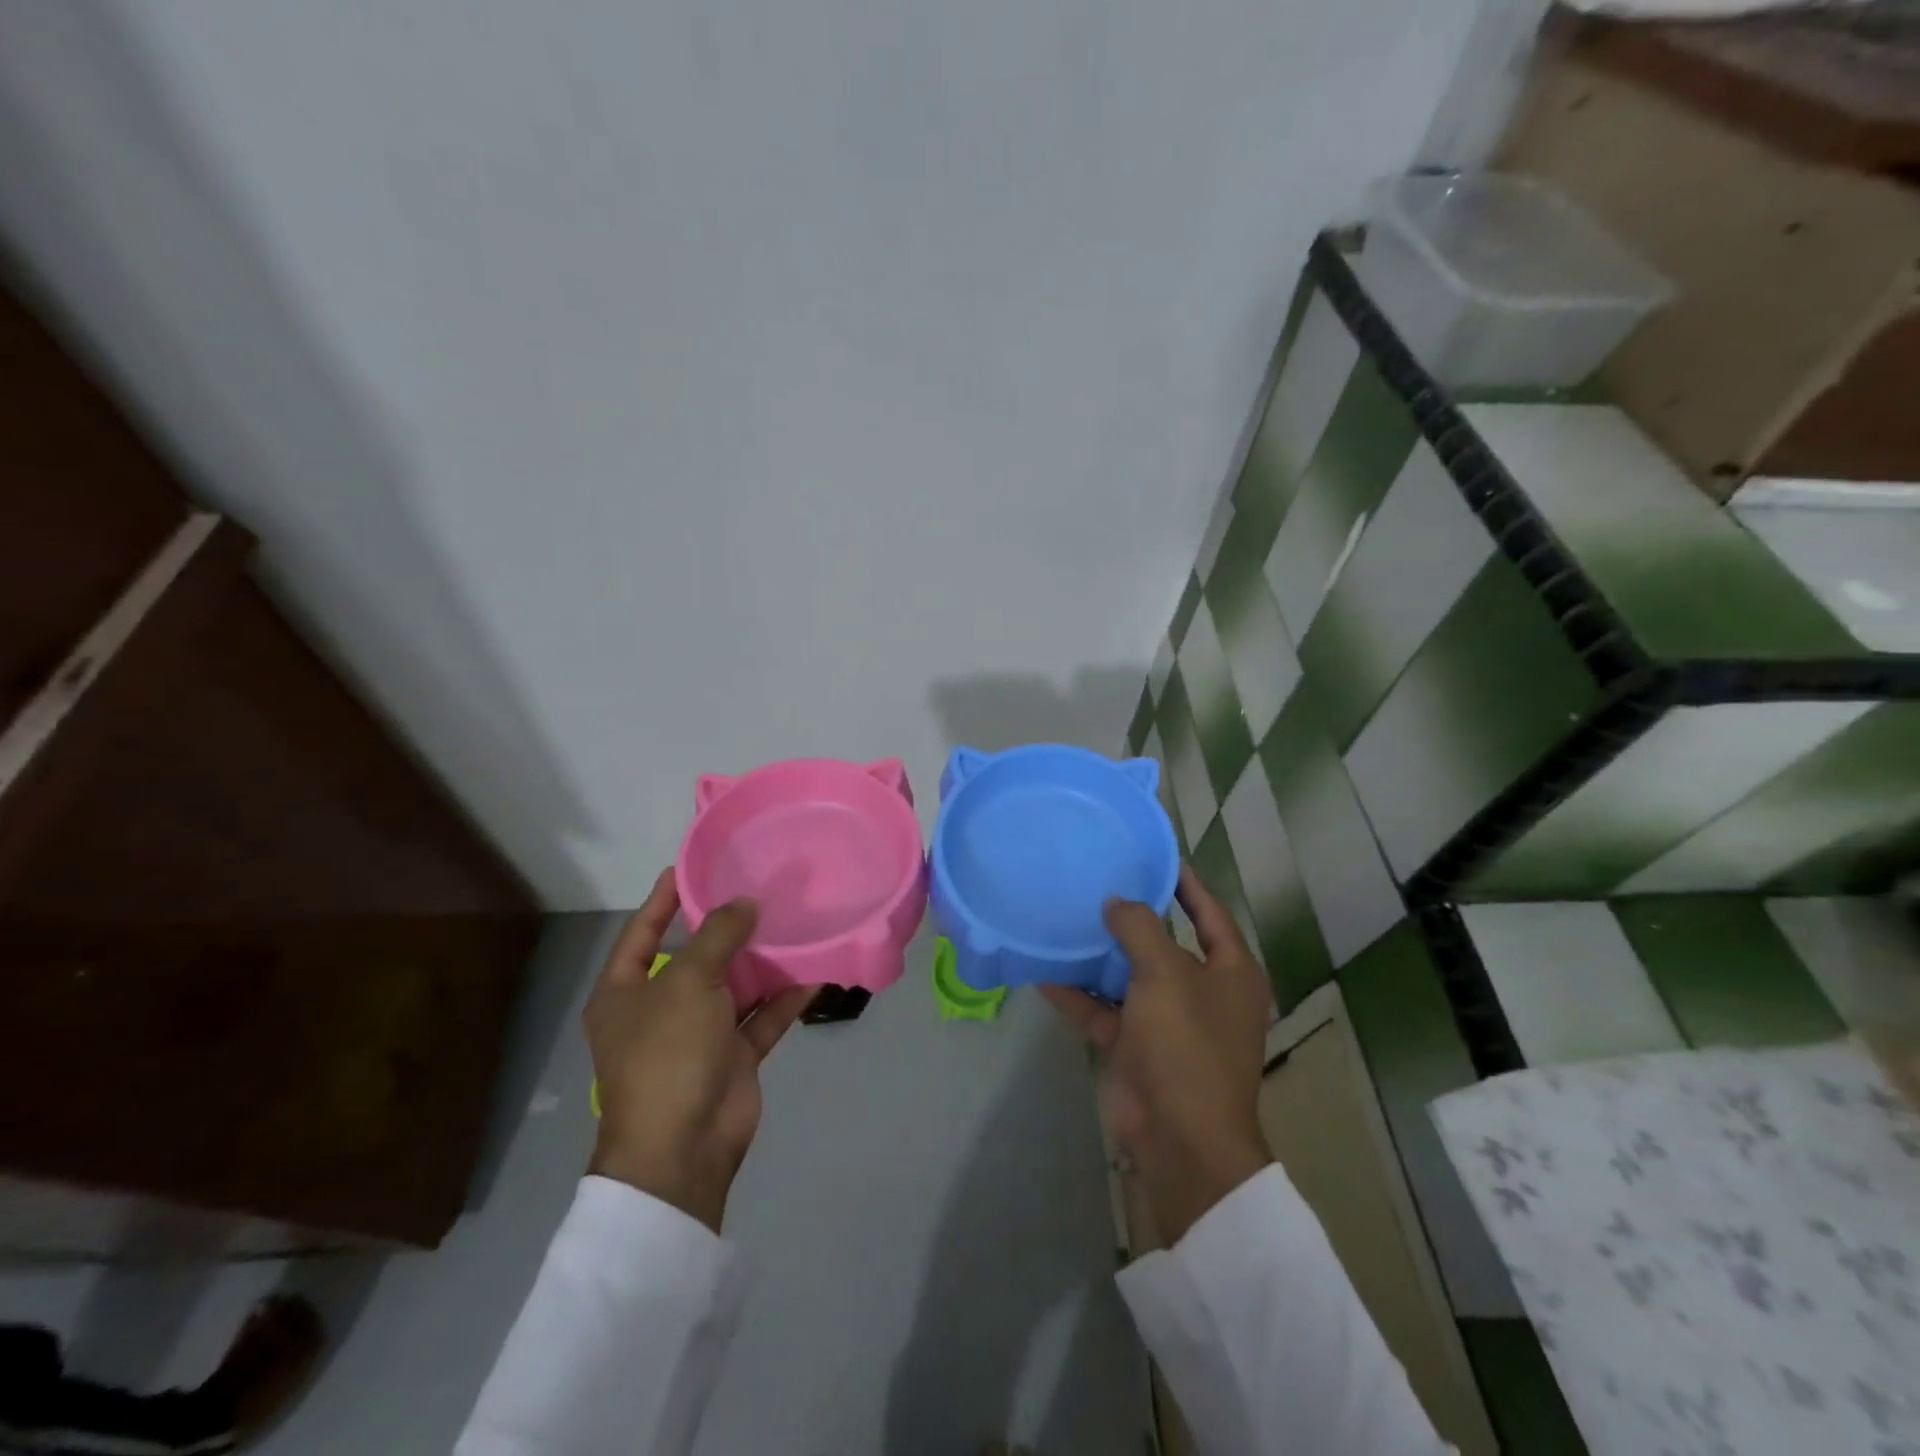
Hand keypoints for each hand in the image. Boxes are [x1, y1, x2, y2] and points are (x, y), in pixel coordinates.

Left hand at [583, 869, 814, 1231]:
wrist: (683, 1147)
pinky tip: (815, 971)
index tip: (690, 866)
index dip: (663, 899)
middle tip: (760, 888)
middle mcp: (660, 1009)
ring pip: (734, 986)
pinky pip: (762, 1017)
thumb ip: (719, 935)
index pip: (642, 932)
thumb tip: (745, 903)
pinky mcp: (733, 1056)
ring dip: (762, 960)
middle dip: (727, 927)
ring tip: (793, 921)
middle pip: (696, 957)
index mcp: (625, 992)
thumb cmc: (669, 1053)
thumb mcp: (688, 982)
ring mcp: (699, 1035)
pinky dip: (785, 997)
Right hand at [1044, 866, 1272, 1243]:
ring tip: (1064, 916)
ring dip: (1098, 954)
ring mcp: (1165, 1021)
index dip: (1185, 883)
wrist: (1179, 1137)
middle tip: (1095, 881)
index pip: (1209, 913)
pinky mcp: (1134, 1045)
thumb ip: (1140, 928)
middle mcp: (1201, 992)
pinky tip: (1042, 968)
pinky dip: (1076, 992)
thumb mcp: (1166, 973)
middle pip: (1163, 942)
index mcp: (1230, 972)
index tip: (1155, 855)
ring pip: (1127, 975)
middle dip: (1131, 917)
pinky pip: (1101, 1008)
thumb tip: (1117, 902)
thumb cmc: (1187, 1043)